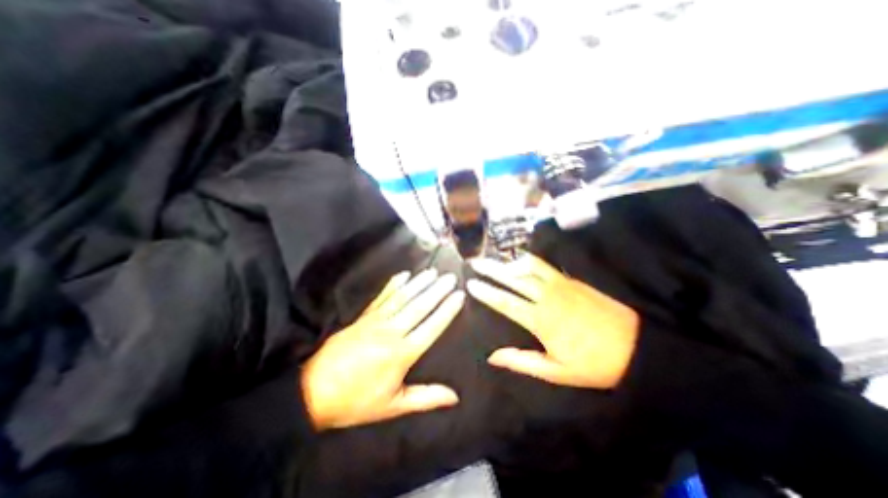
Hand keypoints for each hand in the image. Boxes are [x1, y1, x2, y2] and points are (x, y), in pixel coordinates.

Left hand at [301, 271, 464, 429]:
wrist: (313, 391)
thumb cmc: (356, 401)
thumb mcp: (393, 406)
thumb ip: (425, 398)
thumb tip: (454, 396)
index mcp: (401, 354)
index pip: (431, 327)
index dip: (446, 310)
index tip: (459, 296)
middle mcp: (391, 332)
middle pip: (419, 306)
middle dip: (437, 291)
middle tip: (450, 277)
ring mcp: (375, 321)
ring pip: (402, 297)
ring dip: (419, 283)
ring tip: (432, 272)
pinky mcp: (363, 317)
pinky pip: (382, 297)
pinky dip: (393, 284)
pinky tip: (404, 275)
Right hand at [468, 256, 635, 388]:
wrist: (636, 346)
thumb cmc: (594, 363)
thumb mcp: (557, 372)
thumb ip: (522, 362)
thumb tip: (493, 356)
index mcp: (541, 320)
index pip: (505, 302)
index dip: (486, 292)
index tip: (470, 284)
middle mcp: (547, 296)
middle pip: (513, 278)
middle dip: (491, 269)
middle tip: (475, 262)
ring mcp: (560, 284)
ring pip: (528, 267)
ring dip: (508, 262)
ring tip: (494, 261)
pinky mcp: (571, 280)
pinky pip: (544, 266)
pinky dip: (528, 262)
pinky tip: (520, 262)